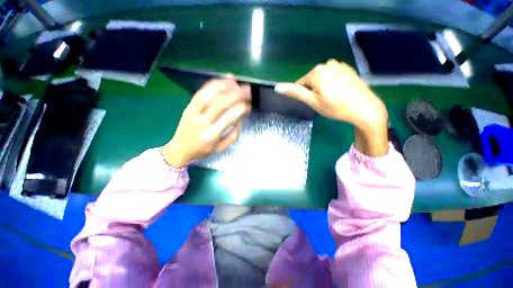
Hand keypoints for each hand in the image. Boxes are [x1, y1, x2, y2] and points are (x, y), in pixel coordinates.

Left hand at [162, 78, 250, 166]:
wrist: (179, 149)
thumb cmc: (202, 150)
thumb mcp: (220, 148)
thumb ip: (232, 135)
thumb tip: (240, 118)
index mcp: (212, 135)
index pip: (229, 118)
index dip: (241, 108)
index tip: (248, 105)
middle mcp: (202, 122)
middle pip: (221, 103)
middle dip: (236, 94)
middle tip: (247, 90)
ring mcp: (193, 112)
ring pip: (210, 94)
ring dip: (225, 86)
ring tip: (236, 82)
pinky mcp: (188, 106)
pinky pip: (201, 91)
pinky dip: (213, 84)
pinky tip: (223, 80)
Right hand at [275, 60, 388, 155]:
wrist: (365, 109)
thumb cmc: (335, 107)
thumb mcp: (313, 101)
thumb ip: (295, 92)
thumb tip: (277, 87)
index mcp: (317, 71)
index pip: (300, 83)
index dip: (304, 95)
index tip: (312, 103)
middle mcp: (327, 64)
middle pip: (312, 79)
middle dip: (314, 91)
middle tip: (323, 102)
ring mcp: (339, 65)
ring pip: (322, 78)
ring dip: (323, 87)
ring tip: (332, 98)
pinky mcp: (348, 69)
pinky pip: (333, 76)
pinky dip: (332, 84)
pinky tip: (340, 92)